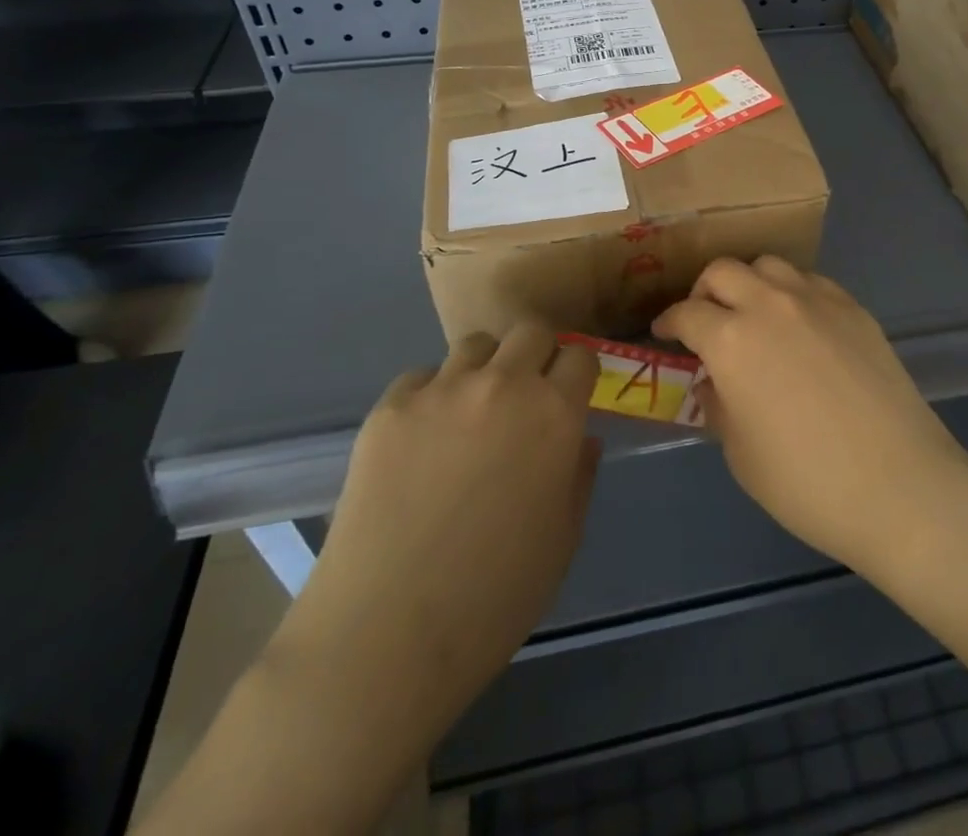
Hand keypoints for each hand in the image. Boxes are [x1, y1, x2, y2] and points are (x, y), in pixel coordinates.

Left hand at [271, 322, 599, 763]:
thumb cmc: (494, 597)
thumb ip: (580, 475)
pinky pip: (422, 378)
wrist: (386, 637)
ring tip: (471, 412)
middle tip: (525, 395)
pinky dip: (431, 396)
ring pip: (476, 344)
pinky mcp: (390, 408)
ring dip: (485, 368)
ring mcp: (442, 391)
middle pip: (530, 331)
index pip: (580, 357)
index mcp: (555, 415)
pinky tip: (422, 441)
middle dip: (536, 355)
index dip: (577, 375)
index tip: (570, 395)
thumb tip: (580, 437)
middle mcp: (504, 385)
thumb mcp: (563, 539)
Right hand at [653, 257, 967, 575]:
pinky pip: (811, 282)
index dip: (668, 322)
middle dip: (704, 291)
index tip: (664, 333)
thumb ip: (719, 406)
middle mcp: (770, 305)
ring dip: (750, 283)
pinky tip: (799, 325)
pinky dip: (791, 293)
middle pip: (723, 271)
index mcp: (732, 340)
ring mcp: (816, 300)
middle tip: (705, 320)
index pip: (686, 314)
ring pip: (769, 265)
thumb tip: (715, 381)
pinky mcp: (853, 307)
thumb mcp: (741, 454)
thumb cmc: (807, 482)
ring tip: (752, 315)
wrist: (899, 484)